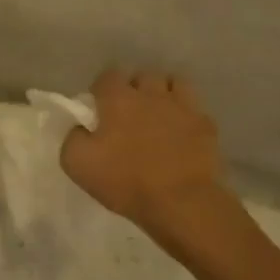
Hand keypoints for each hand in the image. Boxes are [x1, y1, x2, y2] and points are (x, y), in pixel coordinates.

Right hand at [62, 69, 237, 244]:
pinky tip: (181, 134)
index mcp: (118, 99)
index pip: (108, 76)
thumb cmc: (125, 181)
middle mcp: (151, 94)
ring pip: (173, 83)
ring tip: (158, 115)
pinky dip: (186, 116)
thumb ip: (73, 136)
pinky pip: (195, 109)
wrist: (181, 203)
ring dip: (164, 94)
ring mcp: (183, 107)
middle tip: (129, 113)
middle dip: (135, 89)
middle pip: (143, 76)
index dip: (101, 90)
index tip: (99, 110)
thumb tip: (82, 127)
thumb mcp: (76, 163)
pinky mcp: (206, 125)